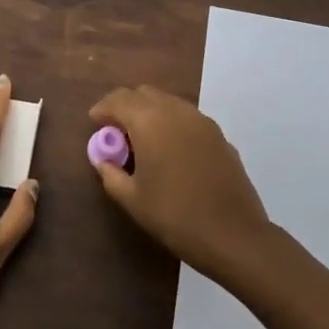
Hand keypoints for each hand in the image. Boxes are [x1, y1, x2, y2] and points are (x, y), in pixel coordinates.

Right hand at [88, 85, 270, 280]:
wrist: (234, 235)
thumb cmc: (175, 216)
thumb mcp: (132, 199)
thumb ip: (110, 173)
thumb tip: (102, 160)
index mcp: (149, 122)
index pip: (118, 100)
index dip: (102, 109)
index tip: (95, 124)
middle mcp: (175, 111)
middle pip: (143, 93)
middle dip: (125, 106)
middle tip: (116, 132)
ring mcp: (201, 120)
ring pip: (167, 101)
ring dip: (149, 112)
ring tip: (142, 140)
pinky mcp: (218, 134)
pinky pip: (186, 117)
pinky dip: (171, 123)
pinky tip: (170, 150)